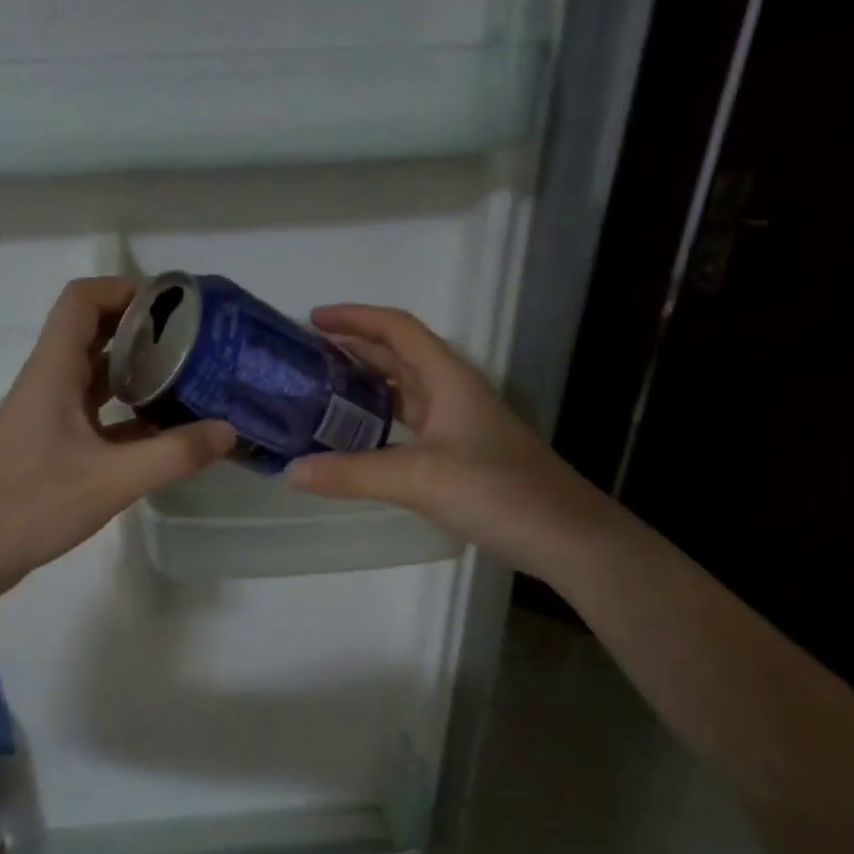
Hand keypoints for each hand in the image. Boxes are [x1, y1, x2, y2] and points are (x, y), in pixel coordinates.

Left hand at [0, 276, 235, 589]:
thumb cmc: (30, 505)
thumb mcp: (111, 480)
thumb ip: (173, 454)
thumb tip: (228, 431)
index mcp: (54, 371)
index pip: (82, 301)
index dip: (125, 290)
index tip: (175, 306)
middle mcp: (51, 383)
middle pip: (96, 333)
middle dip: (145, 331)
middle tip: (197, 344)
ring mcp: (51, 416)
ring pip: (99, 376)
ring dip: (141, 373)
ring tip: (192, 382)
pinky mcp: (55, 446)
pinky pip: (99, 414)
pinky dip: (132, 415)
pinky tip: (167, 434)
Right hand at [286, 304, 600, 566]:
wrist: (563, 535)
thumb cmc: (497, 491)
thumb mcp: (418, 478)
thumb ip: (352, 473)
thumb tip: (291, 471)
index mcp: (448, 378)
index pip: (397, 329)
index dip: (355, 317)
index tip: (312, 320)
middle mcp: (452, 392)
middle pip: (397, 356)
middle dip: (352, 350)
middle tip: (304, 359)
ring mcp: (458, 425)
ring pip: (402, 392)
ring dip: (363, 386)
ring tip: (317, 394)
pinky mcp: (459, 455)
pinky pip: (408, 426)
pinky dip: (377, 425)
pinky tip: (354, 441)